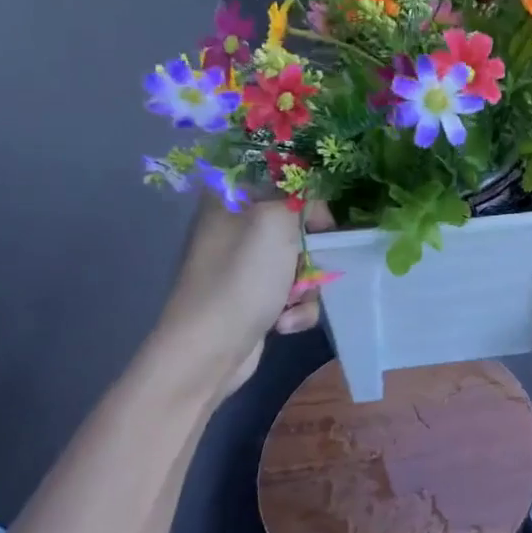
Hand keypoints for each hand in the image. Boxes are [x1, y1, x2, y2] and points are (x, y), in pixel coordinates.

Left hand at [155, 194, 327, 397]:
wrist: (209, 351)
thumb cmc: (241, 279)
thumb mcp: (275, 222)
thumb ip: (301, 198)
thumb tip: (313, 205)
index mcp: (231, 199)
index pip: (283, 181)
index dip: (309, 200)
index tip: (322, 224)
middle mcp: (235, 228)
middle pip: (298, 226)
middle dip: (313, 253)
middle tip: (311, 267)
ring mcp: (244, 267)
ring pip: (302, 262)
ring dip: (308, 287)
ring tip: (293, 303)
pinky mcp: (254, 299)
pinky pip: (294, 294)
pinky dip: (297, 309)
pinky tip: (284, 323)